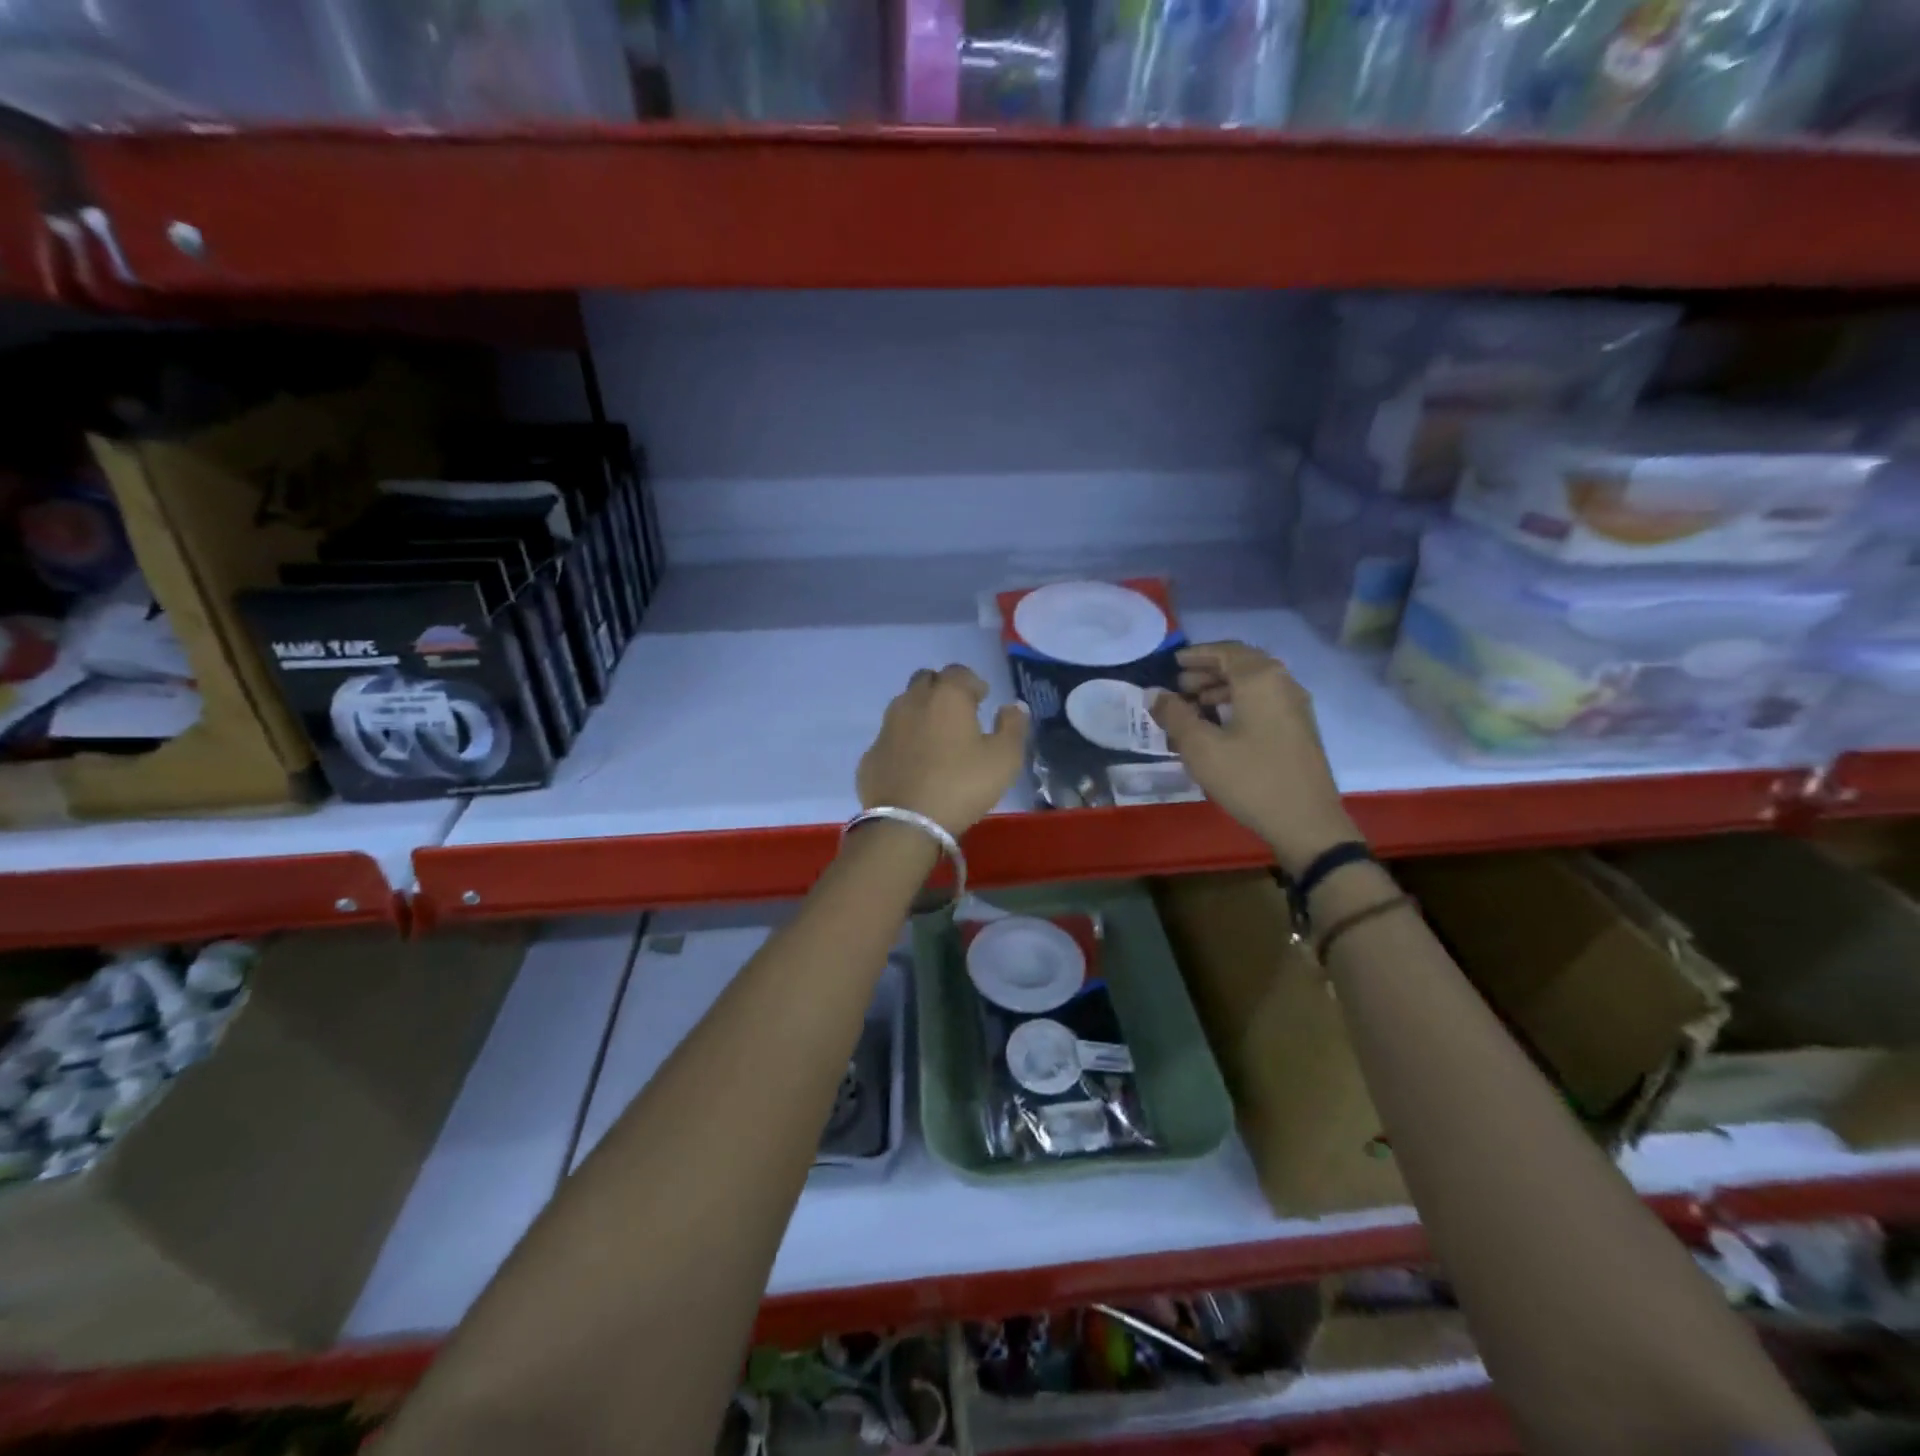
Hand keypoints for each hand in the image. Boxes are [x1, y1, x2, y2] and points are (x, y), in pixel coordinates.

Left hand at [857, 665, 1028, 836]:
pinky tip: (913, 765)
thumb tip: (1014, 706)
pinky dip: (903, 743)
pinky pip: (890, 738)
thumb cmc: (962, 785)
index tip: (982, 700)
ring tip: (936, 738)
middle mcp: (912, 702)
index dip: (972, 682)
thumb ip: (1013, 727)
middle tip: (958, 714)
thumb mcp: (1004, 759)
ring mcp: (886, 728)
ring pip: (904, 706)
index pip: (958, 672)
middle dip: (942, 690)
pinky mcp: (871, 755)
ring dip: (920, 713)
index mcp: (946, 697)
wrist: (906, 823)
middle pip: (926, 681)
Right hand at [1149, 641, 1358, 875]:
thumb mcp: (1201, 747)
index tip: (1173, 661)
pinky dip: (1238, 704)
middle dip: (1208, 671)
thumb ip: (1175, 715)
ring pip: (1253, 685)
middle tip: (1179, 685)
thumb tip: (1155, 694)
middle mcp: (1283, 684)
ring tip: (1194, 706)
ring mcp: (1295, 708)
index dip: (1197, 654)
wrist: (1306, 822)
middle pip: (1242, 665)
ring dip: (1221, 689)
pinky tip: (1219, 727)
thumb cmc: (1250, 779)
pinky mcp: (1298, 730)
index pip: (1226, 651)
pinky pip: (1263, 703)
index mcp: (1260, 680)